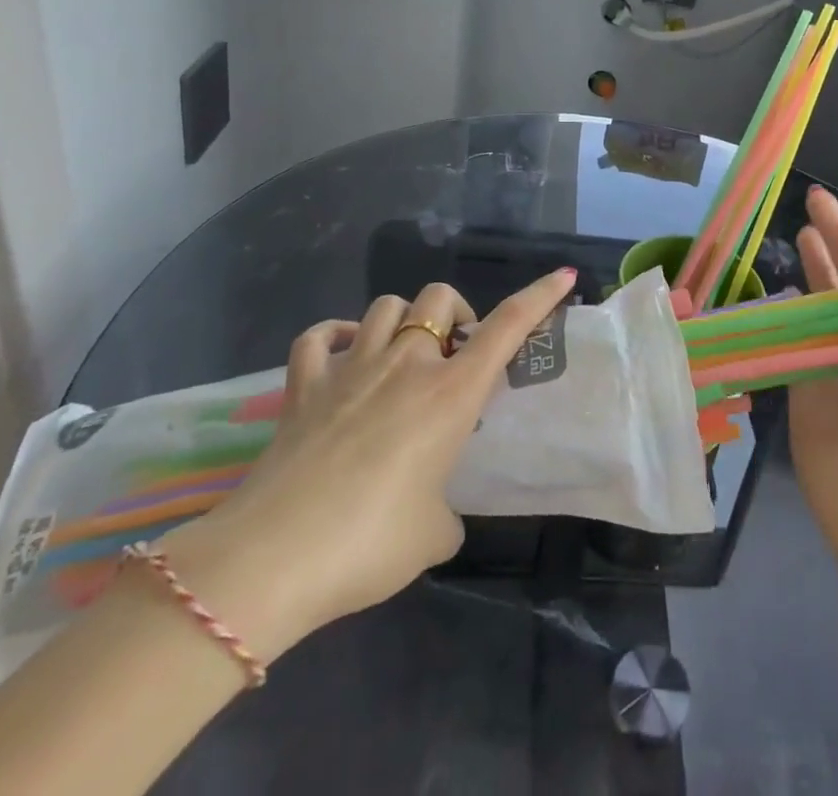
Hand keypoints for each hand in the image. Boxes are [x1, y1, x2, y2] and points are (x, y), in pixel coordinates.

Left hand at [157, 269, 575, 658]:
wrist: (273, 560)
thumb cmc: (370, 544)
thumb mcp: (432, 536)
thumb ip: (444, 513)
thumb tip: (434, 514)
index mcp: (450, 394)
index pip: (507, 327)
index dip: (539, 296)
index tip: (564, 276)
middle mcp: (405, 366)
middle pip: (438, 298)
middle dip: (455, 315)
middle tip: (454, 358)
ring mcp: (350, 369)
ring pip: (385, 306)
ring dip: (403, 321)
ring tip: (402, 356)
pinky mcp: (303, 386)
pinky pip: (319, 338)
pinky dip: (335, 336)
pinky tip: (342, 352)